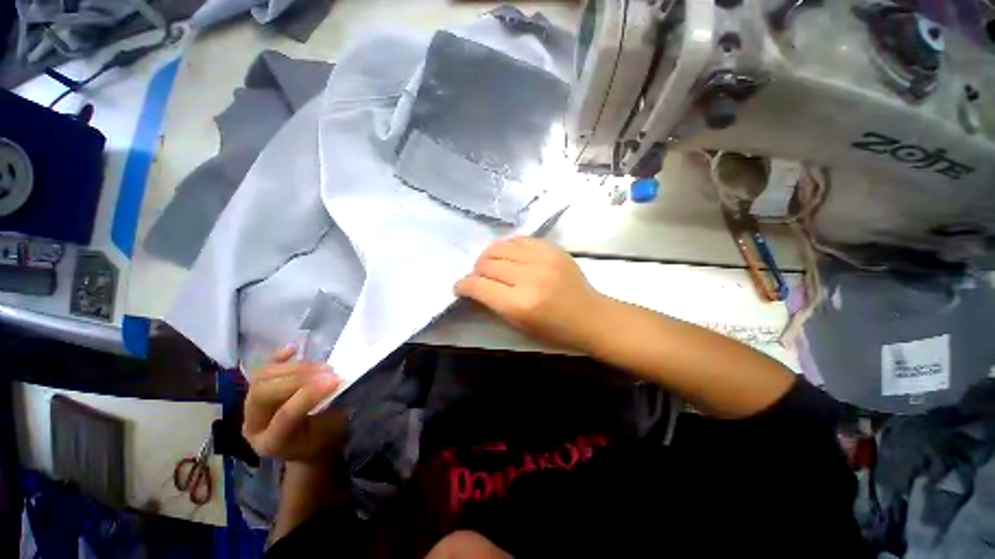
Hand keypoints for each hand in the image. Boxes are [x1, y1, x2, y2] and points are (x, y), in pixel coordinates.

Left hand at [242, 347, 347, 463]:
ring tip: (323, 366)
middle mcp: (253, 426)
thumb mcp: (330, 430)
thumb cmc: (324, 438)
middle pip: (264, 394)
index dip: (310, 394)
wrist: (309, 444)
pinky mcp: (256, 394)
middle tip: (329, 371)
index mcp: (272, 443)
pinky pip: (262, 371)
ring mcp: (250, 409)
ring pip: (262, 379)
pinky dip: (278, 358)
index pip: (285, 415)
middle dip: (299, 378)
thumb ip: (329, 407)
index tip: (336, 379)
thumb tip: (335, 382)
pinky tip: (293, 348)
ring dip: (295, 367)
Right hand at [455, 237, 607, 350]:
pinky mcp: (552, 248)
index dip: (463, 285)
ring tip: (491, 265)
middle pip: (487, 263)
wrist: (591, 316)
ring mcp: (542, 259)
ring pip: (499, 247)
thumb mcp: (519, 326)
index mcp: (520, 304)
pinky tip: (509, 255)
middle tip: (478, 278)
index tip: (460, 287)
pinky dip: (507, 247)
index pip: (479, 286)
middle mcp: (529, 277)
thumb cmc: (555, 330)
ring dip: (489, 256)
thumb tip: (473, 287)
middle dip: (475, 271)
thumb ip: (493, 304)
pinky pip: (519, 239)